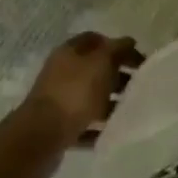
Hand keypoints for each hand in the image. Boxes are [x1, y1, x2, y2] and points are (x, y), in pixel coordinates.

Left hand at [24, 32, 142, 146]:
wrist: (40, 137)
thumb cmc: (75, 92)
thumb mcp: (102, 62)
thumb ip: (118, 49)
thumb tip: (128, 42)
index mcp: (69, 51)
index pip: (96, 40)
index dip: (117, 46)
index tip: (137, 60)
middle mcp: (61, 72)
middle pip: (94, 69)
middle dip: (116, 75)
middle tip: (136, 85)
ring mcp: (57, 101)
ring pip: (89, 96)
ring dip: (108, 102)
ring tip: (127, 109)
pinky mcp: (57, 128)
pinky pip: (82, 123)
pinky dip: (97, 127)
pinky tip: (110, 131)